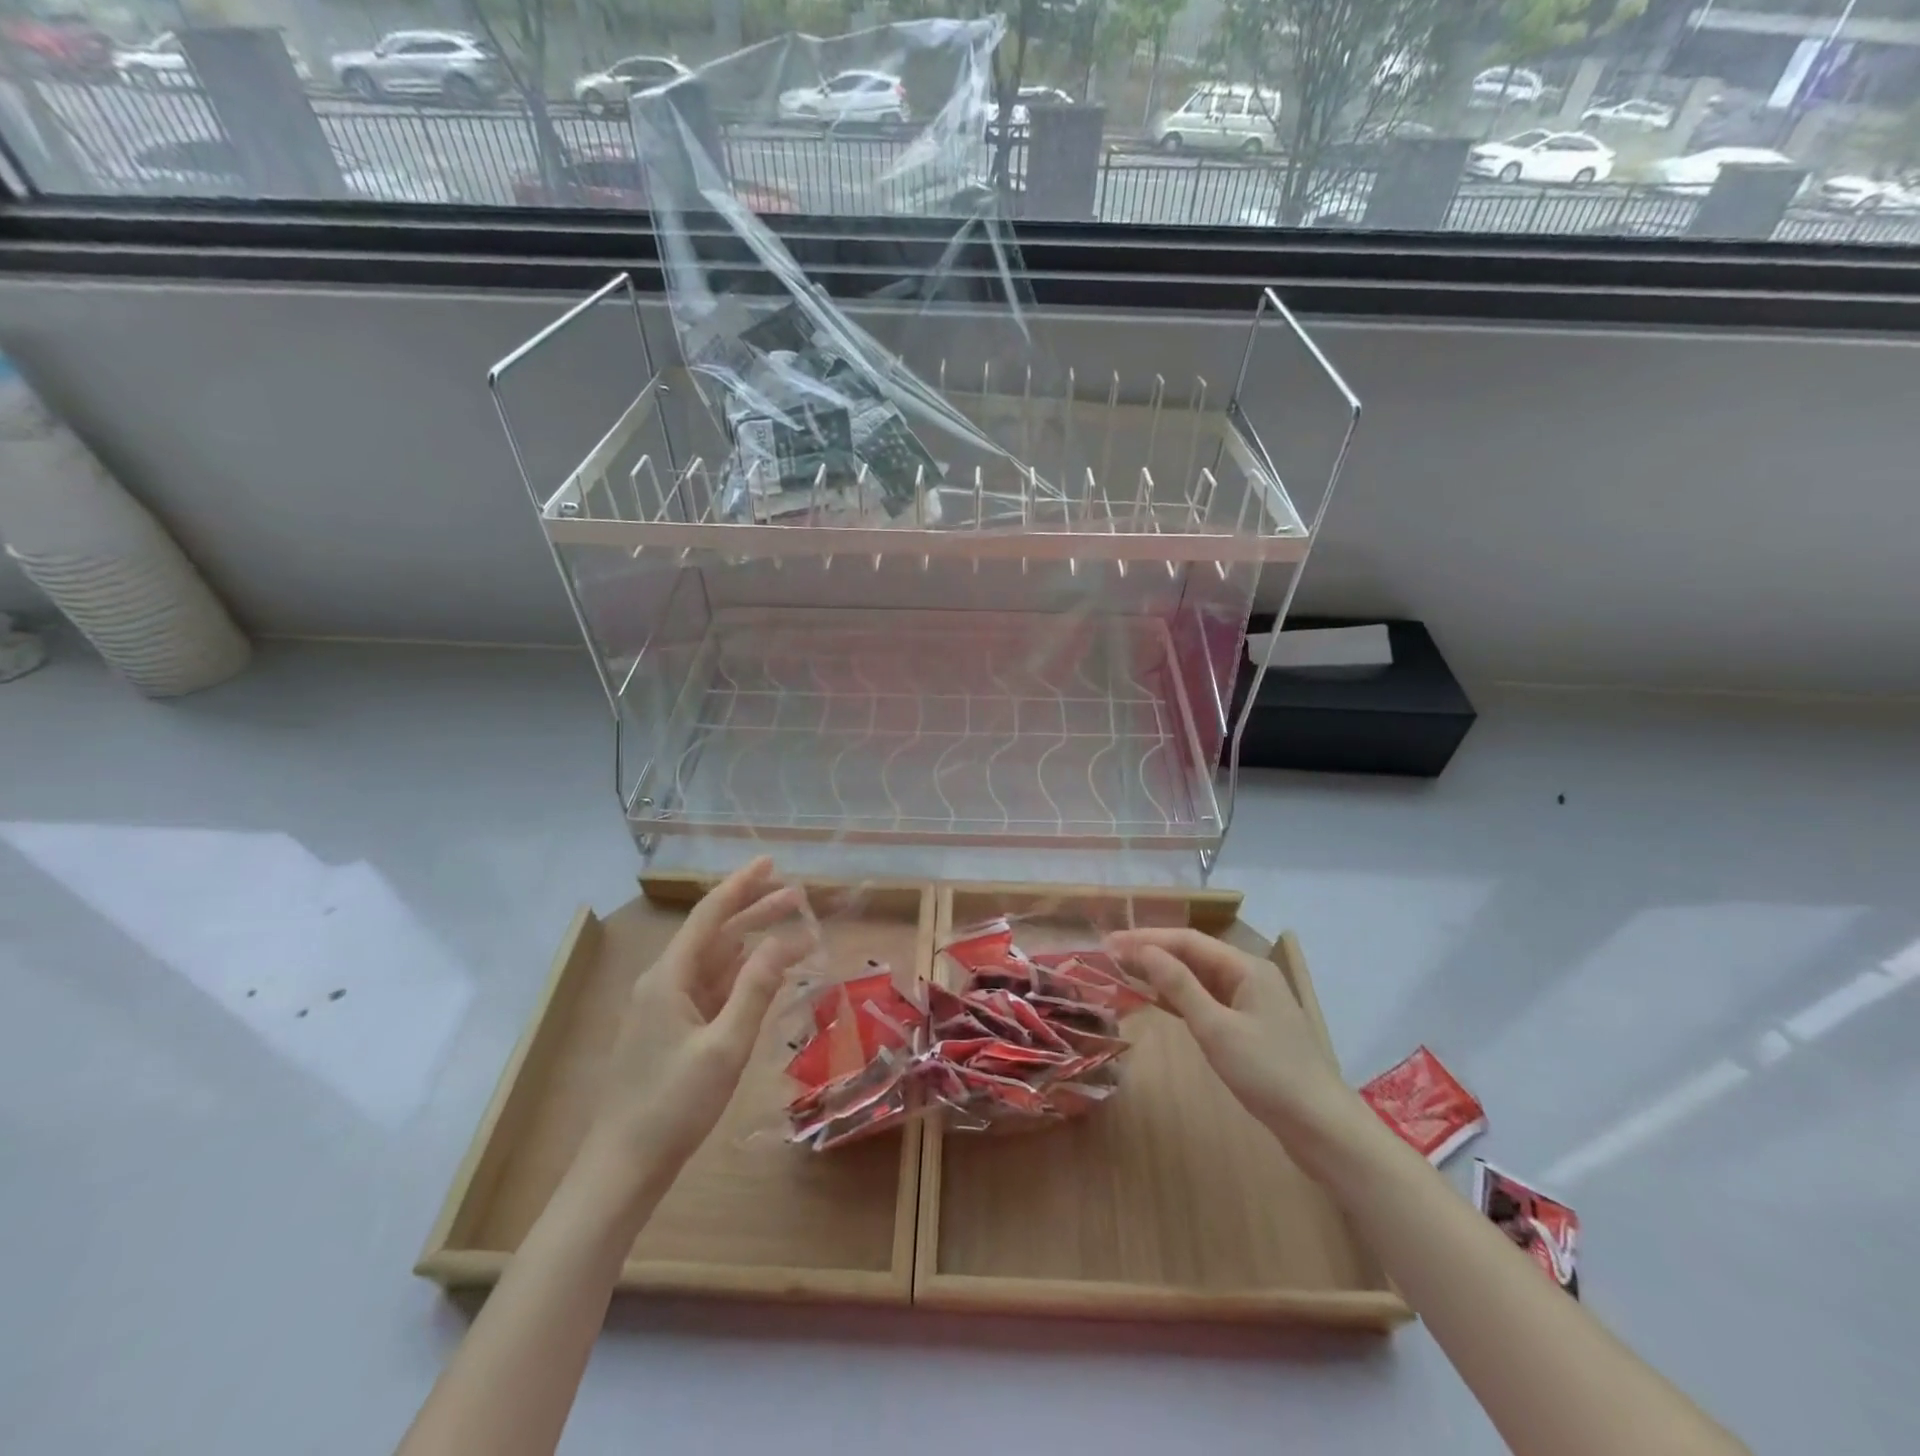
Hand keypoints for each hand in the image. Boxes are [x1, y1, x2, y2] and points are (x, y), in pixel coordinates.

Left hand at [588, 858, 813, 1178]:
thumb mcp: (725, 1045)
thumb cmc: (673, 1106)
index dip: (742, 885)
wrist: (622, 1170)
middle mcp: (664, 982)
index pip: (710, 914)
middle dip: (755, 911)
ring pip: (715, 960)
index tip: (771, 862)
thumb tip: (788, 939)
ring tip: (791, 927)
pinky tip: (766, 973)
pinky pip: (712, 988)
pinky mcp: (672, 1031)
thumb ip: (757, 988)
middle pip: (715, 933)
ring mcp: (666, 1008)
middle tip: (798, 896)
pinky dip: (742, 974)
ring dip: (752, 942)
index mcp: (669, 977)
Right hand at [1106, 927, 1371, 1174]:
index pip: (1187, 940)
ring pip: (1198, 978)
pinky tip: (1154, 999)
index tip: (1110, 942)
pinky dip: (1179, 997)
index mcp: (1246, 967)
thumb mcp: (1216, 1027)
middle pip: (1193, 954)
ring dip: (1162, 974)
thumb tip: (1144, 951)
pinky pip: (1206, 1000)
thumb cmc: (1267, 1072)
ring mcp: (1250, 1002)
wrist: (1320, 1127)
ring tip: (1123, 971)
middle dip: (1152, 952)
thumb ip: (1179, 986)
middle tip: (1109, 955)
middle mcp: (1249, 976)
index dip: (1147, 938)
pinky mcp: (1248, 1027)